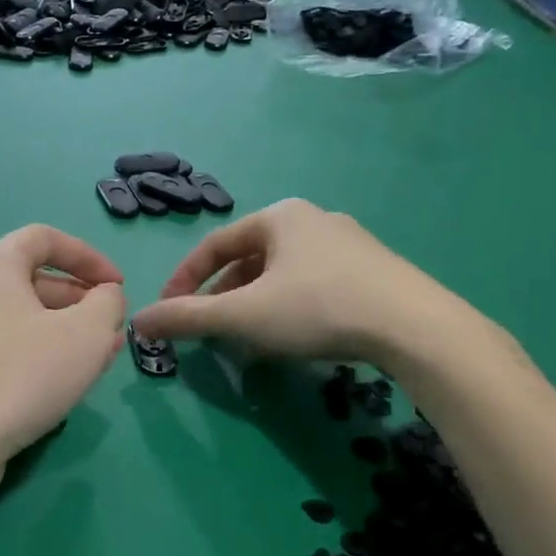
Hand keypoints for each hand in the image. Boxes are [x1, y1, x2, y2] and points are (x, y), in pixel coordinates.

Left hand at [0, 226, 127, 502]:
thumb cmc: (20, 375)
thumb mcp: (86, 334)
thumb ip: (108, 304)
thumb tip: (105, 295)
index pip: (43, 237)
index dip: (88, 255)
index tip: (117, 286)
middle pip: (32, 280)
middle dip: (79, 300)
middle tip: (111, 329)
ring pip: (20, 319)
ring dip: (64, 332)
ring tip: (98, 360)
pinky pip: (3, 348)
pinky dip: (37, 355)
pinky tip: (60, 385)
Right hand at [129, 198, 503, 379]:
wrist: (416, 327)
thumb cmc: (318, 308)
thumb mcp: (243, 315)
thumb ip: (187, 318)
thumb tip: (139, 321)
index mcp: (279, 216)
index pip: (215, 245)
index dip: (185, 279)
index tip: (169, 312)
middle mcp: (314, 219)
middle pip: (249, 259)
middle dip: (223, 296)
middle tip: (210, 330)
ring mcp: (349, 243)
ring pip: (282, 273)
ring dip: (255, 304)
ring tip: (248, 338)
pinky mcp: (375, 271)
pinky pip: (314, 284)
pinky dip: (289, 307)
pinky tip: (294, 337)